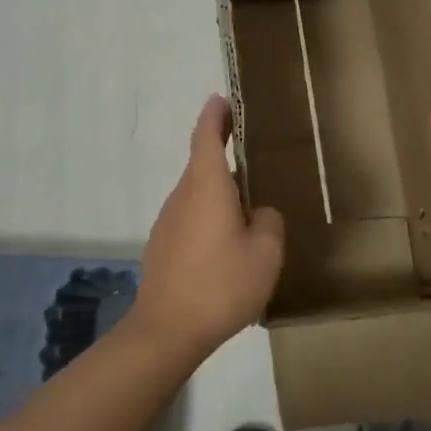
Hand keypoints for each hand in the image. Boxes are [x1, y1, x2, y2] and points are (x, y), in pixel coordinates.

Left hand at [133, 95, 284, 360]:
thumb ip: (268, 221)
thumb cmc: (220, 284)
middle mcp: (182, 196)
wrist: (166, 331)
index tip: (222, 99)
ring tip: (248, 211)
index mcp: (206, 186)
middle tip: (252, 157)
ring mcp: (167, 223)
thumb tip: (258, 213)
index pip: (206, 136)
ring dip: (219, 194)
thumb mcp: (265, 252)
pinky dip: (209, 219)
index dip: (215, 115)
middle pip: (201, 165)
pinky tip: (227, 248)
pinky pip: (191, 220)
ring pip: (197, 196)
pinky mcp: (162, 248)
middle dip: (223, 155)